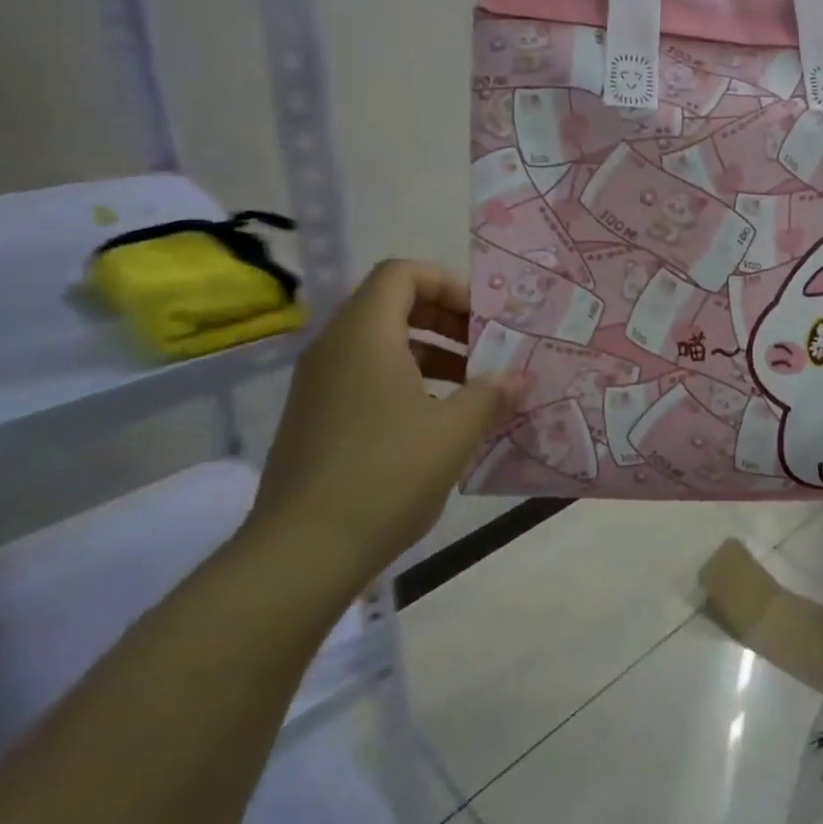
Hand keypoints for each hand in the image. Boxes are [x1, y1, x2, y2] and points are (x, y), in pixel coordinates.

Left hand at [247, 260, 522, 580]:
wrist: (303, 550)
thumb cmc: (387, 473)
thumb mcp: (454, 431)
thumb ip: (491, 394)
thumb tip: (518, 377)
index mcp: (364, 334)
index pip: (402, 273)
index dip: (448, 284)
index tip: (483, 320)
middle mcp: (334, 348)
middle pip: (393, 306)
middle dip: (446, 321)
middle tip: (486, 350)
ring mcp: (319, 386)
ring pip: (380, 346)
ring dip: (431, 356)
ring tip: (473, 389)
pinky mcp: (315, 419)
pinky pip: (366, 379)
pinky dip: (407, 384)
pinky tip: (438, 423)